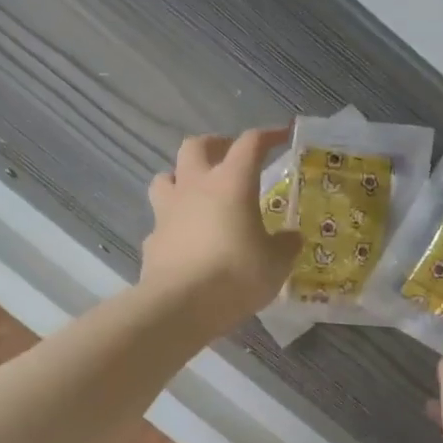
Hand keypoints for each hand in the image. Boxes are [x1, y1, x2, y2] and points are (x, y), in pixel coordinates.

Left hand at [142, 128, 300, 336]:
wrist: (180, 306)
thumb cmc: (236, 275)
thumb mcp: (276, 263)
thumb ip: (285, 245)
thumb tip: (291, 237)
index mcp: (232, 183)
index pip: (250, 144)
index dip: (268, 135)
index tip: (283, 136)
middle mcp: (196, 187)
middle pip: (197, 146)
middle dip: (215, 145)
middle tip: (230, 158)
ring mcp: (167, 211)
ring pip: (166, 176)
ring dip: (182, 177)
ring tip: (198, 193)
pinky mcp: (152, 239)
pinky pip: (161, 220)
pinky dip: (173, 223)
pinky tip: (185, 239)